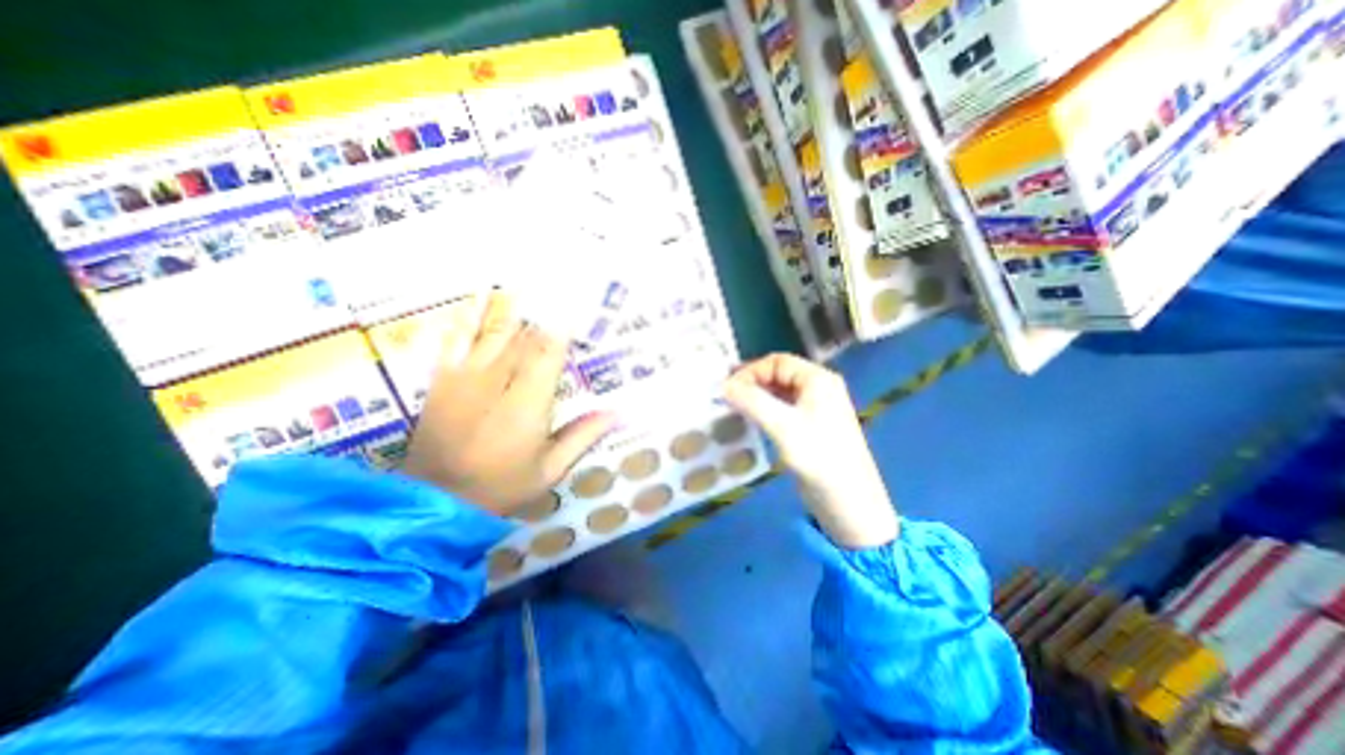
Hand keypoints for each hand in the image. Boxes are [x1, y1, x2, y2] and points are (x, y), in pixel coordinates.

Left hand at [402, 292, 616, 516]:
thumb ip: (582, 437)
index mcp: (529, 403)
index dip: (564, 325)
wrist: (435, 501)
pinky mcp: (444, 379)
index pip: (550, 353)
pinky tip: (479, 295)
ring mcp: (467, 377)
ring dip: (513, 303)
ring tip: (527, 277)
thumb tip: (618, 413)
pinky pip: (457, 338)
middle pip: (525, 336)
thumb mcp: (550, 470)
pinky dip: (469, 315)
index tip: (578, 303)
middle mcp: (499, 381)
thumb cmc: (500, 486)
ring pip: (495, 331)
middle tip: (559, 282)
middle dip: (544, 309)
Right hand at [718, 353, 896, 548]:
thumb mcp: (782, 425)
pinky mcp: (809, 427)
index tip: (728, 388)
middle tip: (726, 396)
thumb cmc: (818, 456)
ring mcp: (814, 408)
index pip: (778, 362)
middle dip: (752, 382)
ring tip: (732, 407)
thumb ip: (752, 401)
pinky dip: (764, 410)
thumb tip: (723, 386)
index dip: (751, 371)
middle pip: (778, 374)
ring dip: (756, 397)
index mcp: (818, 379)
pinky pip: (782, 409)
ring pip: (778, 393)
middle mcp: (817, 388)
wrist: (848, 501)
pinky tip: (749, 420)